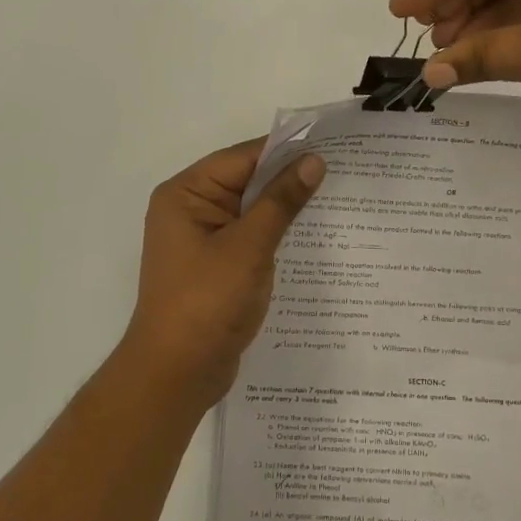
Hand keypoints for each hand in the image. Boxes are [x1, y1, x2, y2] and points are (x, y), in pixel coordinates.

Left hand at [121, 139, 325, 404]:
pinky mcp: (216, 266)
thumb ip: (281, 201)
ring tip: (338, 200)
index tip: (331, 146)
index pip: (242, 158)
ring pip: (252, 211)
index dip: (285, 151)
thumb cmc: (206, 302)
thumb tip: (313, 161)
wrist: (176, 374)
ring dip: (286, 209)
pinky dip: (277, 235)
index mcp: (186, 194)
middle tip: (343, 172)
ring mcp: (203, 240)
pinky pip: (251, 238)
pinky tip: (313, 237)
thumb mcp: (248, 247)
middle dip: (289, 180)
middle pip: (246, 182)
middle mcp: (190, 210)